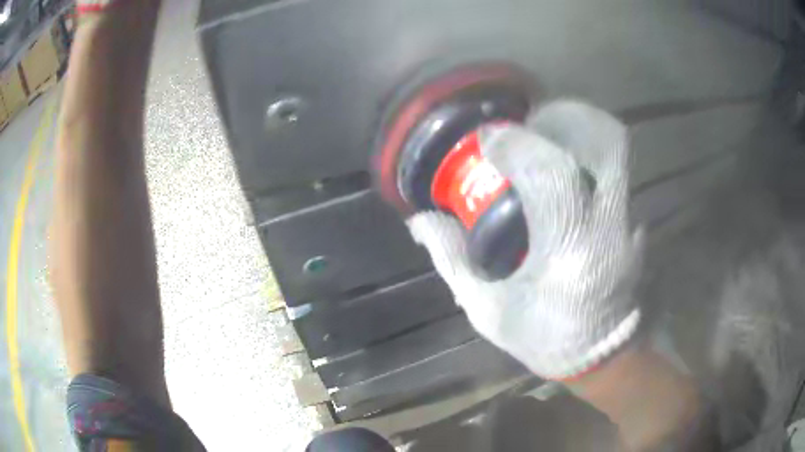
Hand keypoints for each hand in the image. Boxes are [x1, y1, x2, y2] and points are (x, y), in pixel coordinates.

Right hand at [407, 100, 643, 379]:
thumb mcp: (490, 310)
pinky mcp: (636, 222)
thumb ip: (452, 261)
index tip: (487, 138)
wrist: (605, 358)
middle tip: (530, 123)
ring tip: (547, 138)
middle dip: (565, 117)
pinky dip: (590, 156)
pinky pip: (617, 171)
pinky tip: (567, 171)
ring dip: (579, 131)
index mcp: (570, 249)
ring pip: (616, 150)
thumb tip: (420, 221)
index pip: (551, 172)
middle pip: (606, 140)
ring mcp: (630, 220)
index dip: (515, 142)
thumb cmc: (548, 337)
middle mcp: (609, 225)